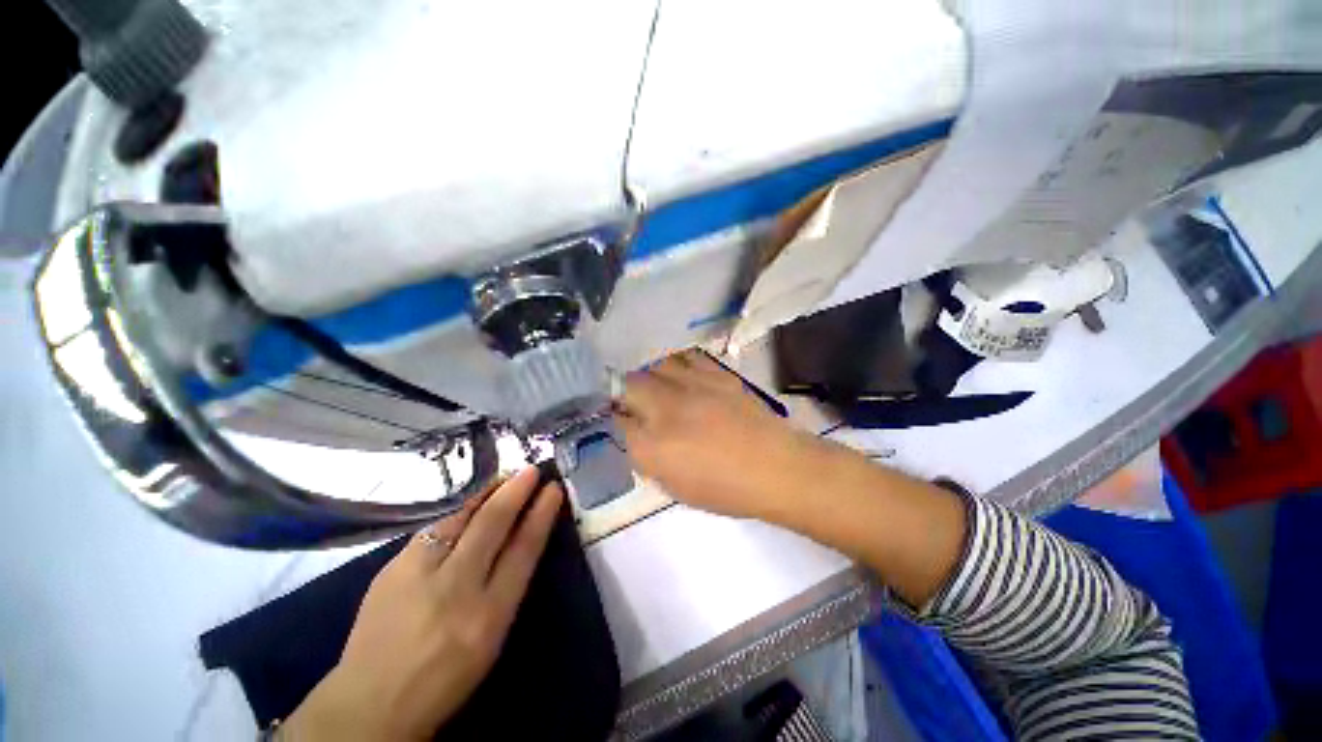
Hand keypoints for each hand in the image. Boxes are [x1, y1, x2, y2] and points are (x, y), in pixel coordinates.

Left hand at [281, 468, 563, 740]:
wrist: (370, 703)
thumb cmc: (445, 677)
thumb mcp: (491, 639)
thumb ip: (506, 586)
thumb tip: (520, 537)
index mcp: (489, 615)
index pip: (524, 550)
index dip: (541, 515)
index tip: (553, 489)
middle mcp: (456, 589)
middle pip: (492, 525)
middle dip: (516, 491)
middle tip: (531, 470)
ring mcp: (418, 576)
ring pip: (460, 519)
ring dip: (486, 493)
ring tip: (504, 478)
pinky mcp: (391, 570)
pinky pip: (433, 529)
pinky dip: (457, 511)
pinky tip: (467, 504)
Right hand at [614, 349, 828, 520]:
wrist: (777, 468)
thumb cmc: (727, 489)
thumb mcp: (677, 488)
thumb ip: (648, 459)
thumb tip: (635, 436)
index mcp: (653, 447)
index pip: (618, 422)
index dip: (617, 420)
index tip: (622, 421)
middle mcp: (666, 410)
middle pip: (629, 385)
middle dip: (624, 392)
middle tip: (633, 401)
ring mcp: (692, 387)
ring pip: (654, 366)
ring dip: (649, 376)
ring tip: (657, 386)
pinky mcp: (715, 374)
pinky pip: (686, 357)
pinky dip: (678, 364)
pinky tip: (682, 374)